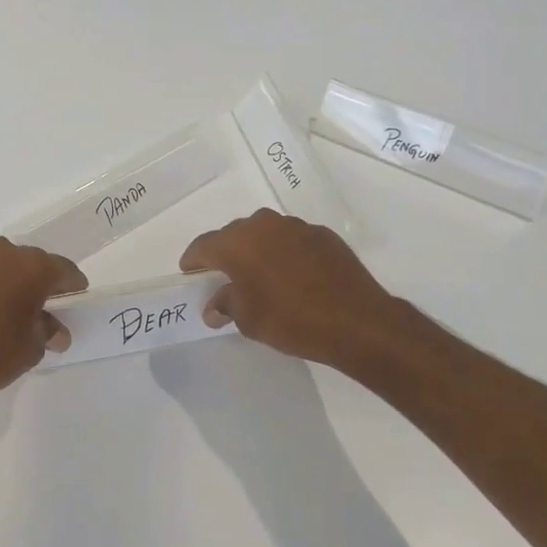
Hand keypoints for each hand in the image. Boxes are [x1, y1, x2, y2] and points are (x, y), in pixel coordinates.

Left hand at [0, 237, 88, 411]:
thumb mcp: (32, 348)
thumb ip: (47, 331)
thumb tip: (55, 331)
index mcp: (31, 267)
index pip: (62, 269)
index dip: (72, 285)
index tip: (75, 297)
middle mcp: (0, 254)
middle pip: (28, 263)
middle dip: (37, 281)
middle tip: (40, 306)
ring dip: (4, 282)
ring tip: (3, 311)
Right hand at [179, 209, 415, 373]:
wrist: (356, 320)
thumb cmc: (291, 320)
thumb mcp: (248, 320)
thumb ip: (226, 305)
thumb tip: (214, 306)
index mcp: (238, 243)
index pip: (204, 245)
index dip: (194, 261)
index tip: (190, 273)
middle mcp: (264, 225)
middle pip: (234, 235)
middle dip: (226, 254)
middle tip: (224, 277)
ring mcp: (296, 226)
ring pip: (265, 234)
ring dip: (257, 250)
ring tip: (260, 275)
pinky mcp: (323, 235)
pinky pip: (292, 240)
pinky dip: (285, 253)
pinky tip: (293, 276)